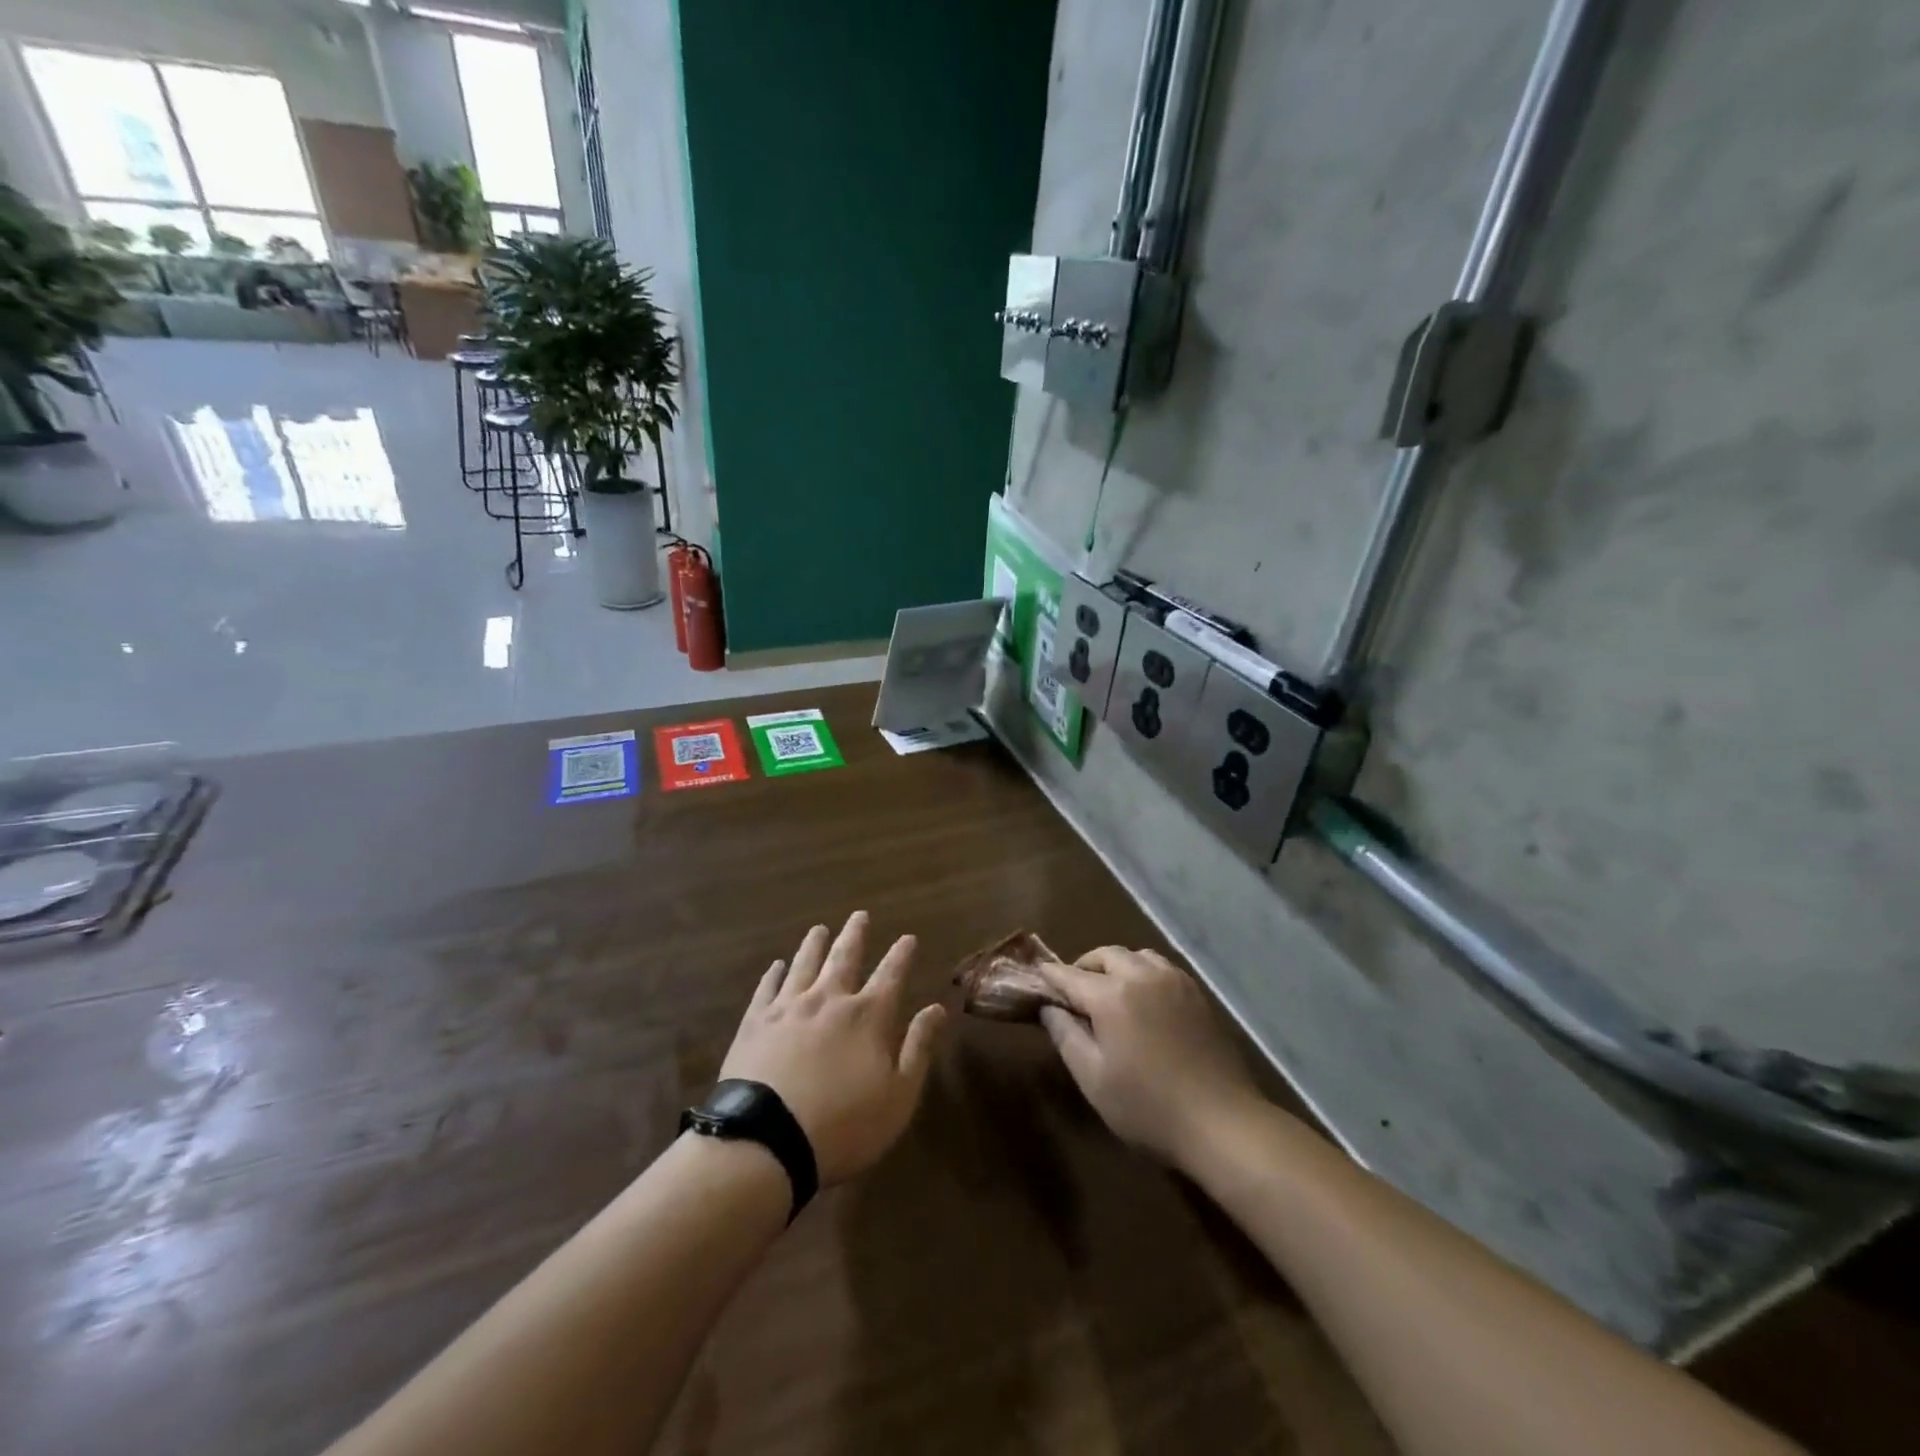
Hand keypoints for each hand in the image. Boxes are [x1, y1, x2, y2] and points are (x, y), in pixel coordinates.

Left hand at [718, 911, 945, 1185]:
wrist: (767, 1139)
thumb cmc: (844, 1125)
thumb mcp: (898, 1096)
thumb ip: (918, 1048)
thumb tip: (936, 1008)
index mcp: (868, 1016)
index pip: (890, 975)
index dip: (901, 954)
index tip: (908, 937)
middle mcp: (829, 1000)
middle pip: (845, 958)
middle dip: (855, 935)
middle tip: (860, 915)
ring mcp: (788, 1008)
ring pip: (805, 965)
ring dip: (814, 945)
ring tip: (819, 929)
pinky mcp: (755, 1022)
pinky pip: (767, 988)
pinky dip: (773, 974)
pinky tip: (776, 966)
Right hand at [1038, 947, 1262, 1166]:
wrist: (1221, 1121)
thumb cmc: (1147, 1106)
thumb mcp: (1093, 1078)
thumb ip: (1065, 1036)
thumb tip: (1048, 1007)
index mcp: (1112, 995)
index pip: (1071, 975)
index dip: (1051, 975)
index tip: (1038, 974)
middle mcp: (1142, 976)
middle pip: (1105, 955)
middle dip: (1084, 966)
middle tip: (1074, 989)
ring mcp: (1174, 981)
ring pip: (1137, 956)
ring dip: (1117, 965)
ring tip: (1110, 991)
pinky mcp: (1197, 994)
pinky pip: (1161, 967)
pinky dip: (1143, 972)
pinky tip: (1144, 999)